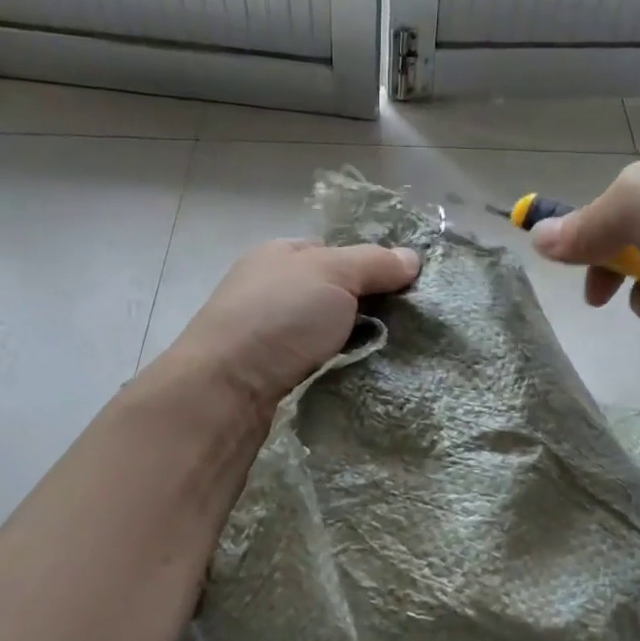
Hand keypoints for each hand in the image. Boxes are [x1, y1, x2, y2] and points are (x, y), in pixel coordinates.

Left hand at [163, 238, 421, 412]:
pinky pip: (316, 361)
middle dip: (367, 309)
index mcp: (281, 254)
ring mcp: (267, 332)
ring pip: (326, 331)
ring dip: (353, 341)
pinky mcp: (269, 371)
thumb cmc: (280, 317)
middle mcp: (271, 288)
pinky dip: (336, 365)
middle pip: (334, 294)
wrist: (226, 387)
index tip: (405, 292)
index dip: (371, 268)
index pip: (337, 254)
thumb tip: (413, 258)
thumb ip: (374, 263)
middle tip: (404, 327)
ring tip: (389, 355)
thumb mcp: (334, 274)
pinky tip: (357, 374)